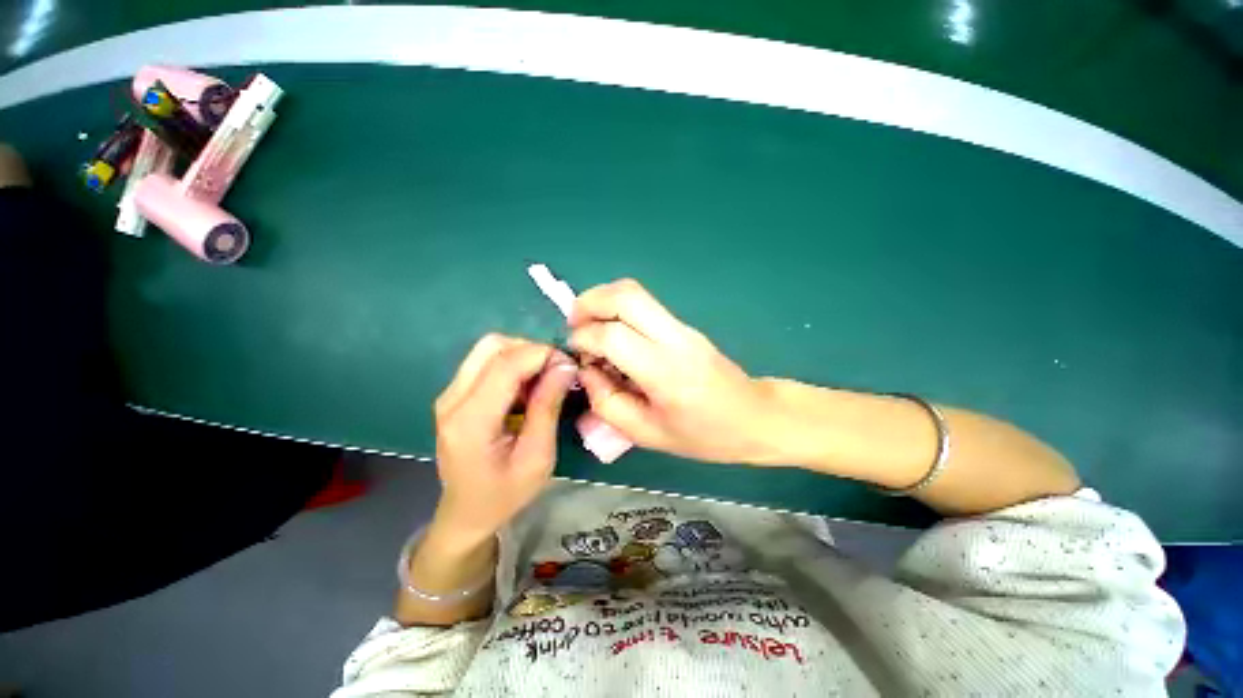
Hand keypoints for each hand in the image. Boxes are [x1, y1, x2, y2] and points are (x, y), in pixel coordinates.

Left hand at [431, 334, 577, 544]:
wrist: (467, 513)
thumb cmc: (506, 493)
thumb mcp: (538, 456)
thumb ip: (548, 406)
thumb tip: (565, 365)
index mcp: (471, 421)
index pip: (506, 364)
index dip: (542, 354)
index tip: (570, 365)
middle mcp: (452, 399)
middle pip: (493, 345)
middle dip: (531, 350)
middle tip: (556, 371)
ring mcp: (449, 394)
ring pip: (488, 348)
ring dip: (522, 355)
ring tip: (543, 380)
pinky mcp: (454, 394)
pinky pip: (485, 361)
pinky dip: (512, 364)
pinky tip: (525, 387)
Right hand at [567, 279, 777, 463]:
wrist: (754, 416)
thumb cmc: (703, 435)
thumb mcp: (646, 434)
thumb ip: (607, 403)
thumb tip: (586, 369)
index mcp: (665, 372)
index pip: (612, 335)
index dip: (584, 338)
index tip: (575, 353)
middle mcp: (674, 338)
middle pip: (625, 295)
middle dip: (589, 302)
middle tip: (575, 326)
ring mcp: (682, 327)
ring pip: (635, 292)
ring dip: (602, 302)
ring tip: (590, 329)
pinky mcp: (685, 325)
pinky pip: (645, 305)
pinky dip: (618, 310)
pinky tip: (614, 336)